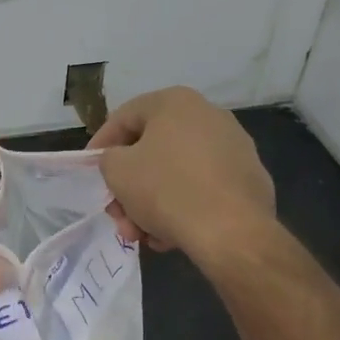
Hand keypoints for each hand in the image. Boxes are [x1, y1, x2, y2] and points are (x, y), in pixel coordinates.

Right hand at [87, 87, 274, 257]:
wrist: (232, 231)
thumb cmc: (166, 190)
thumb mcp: (117, 171)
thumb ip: (109, 159)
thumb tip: (121, 162)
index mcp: (175, 102)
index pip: (124, 117)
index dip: (100, 144)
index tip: (90, 171)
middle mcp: (209, 115)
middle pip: (152, 150)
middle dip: (129, 186)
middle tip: (117, 213)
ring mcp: (234, 147)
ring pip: (177, 173)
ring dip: (152, 203)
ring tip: (142, 234)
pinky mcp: (249, 178)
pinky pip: (203, 188)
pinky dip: (183, 208)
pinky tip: (171, 236)